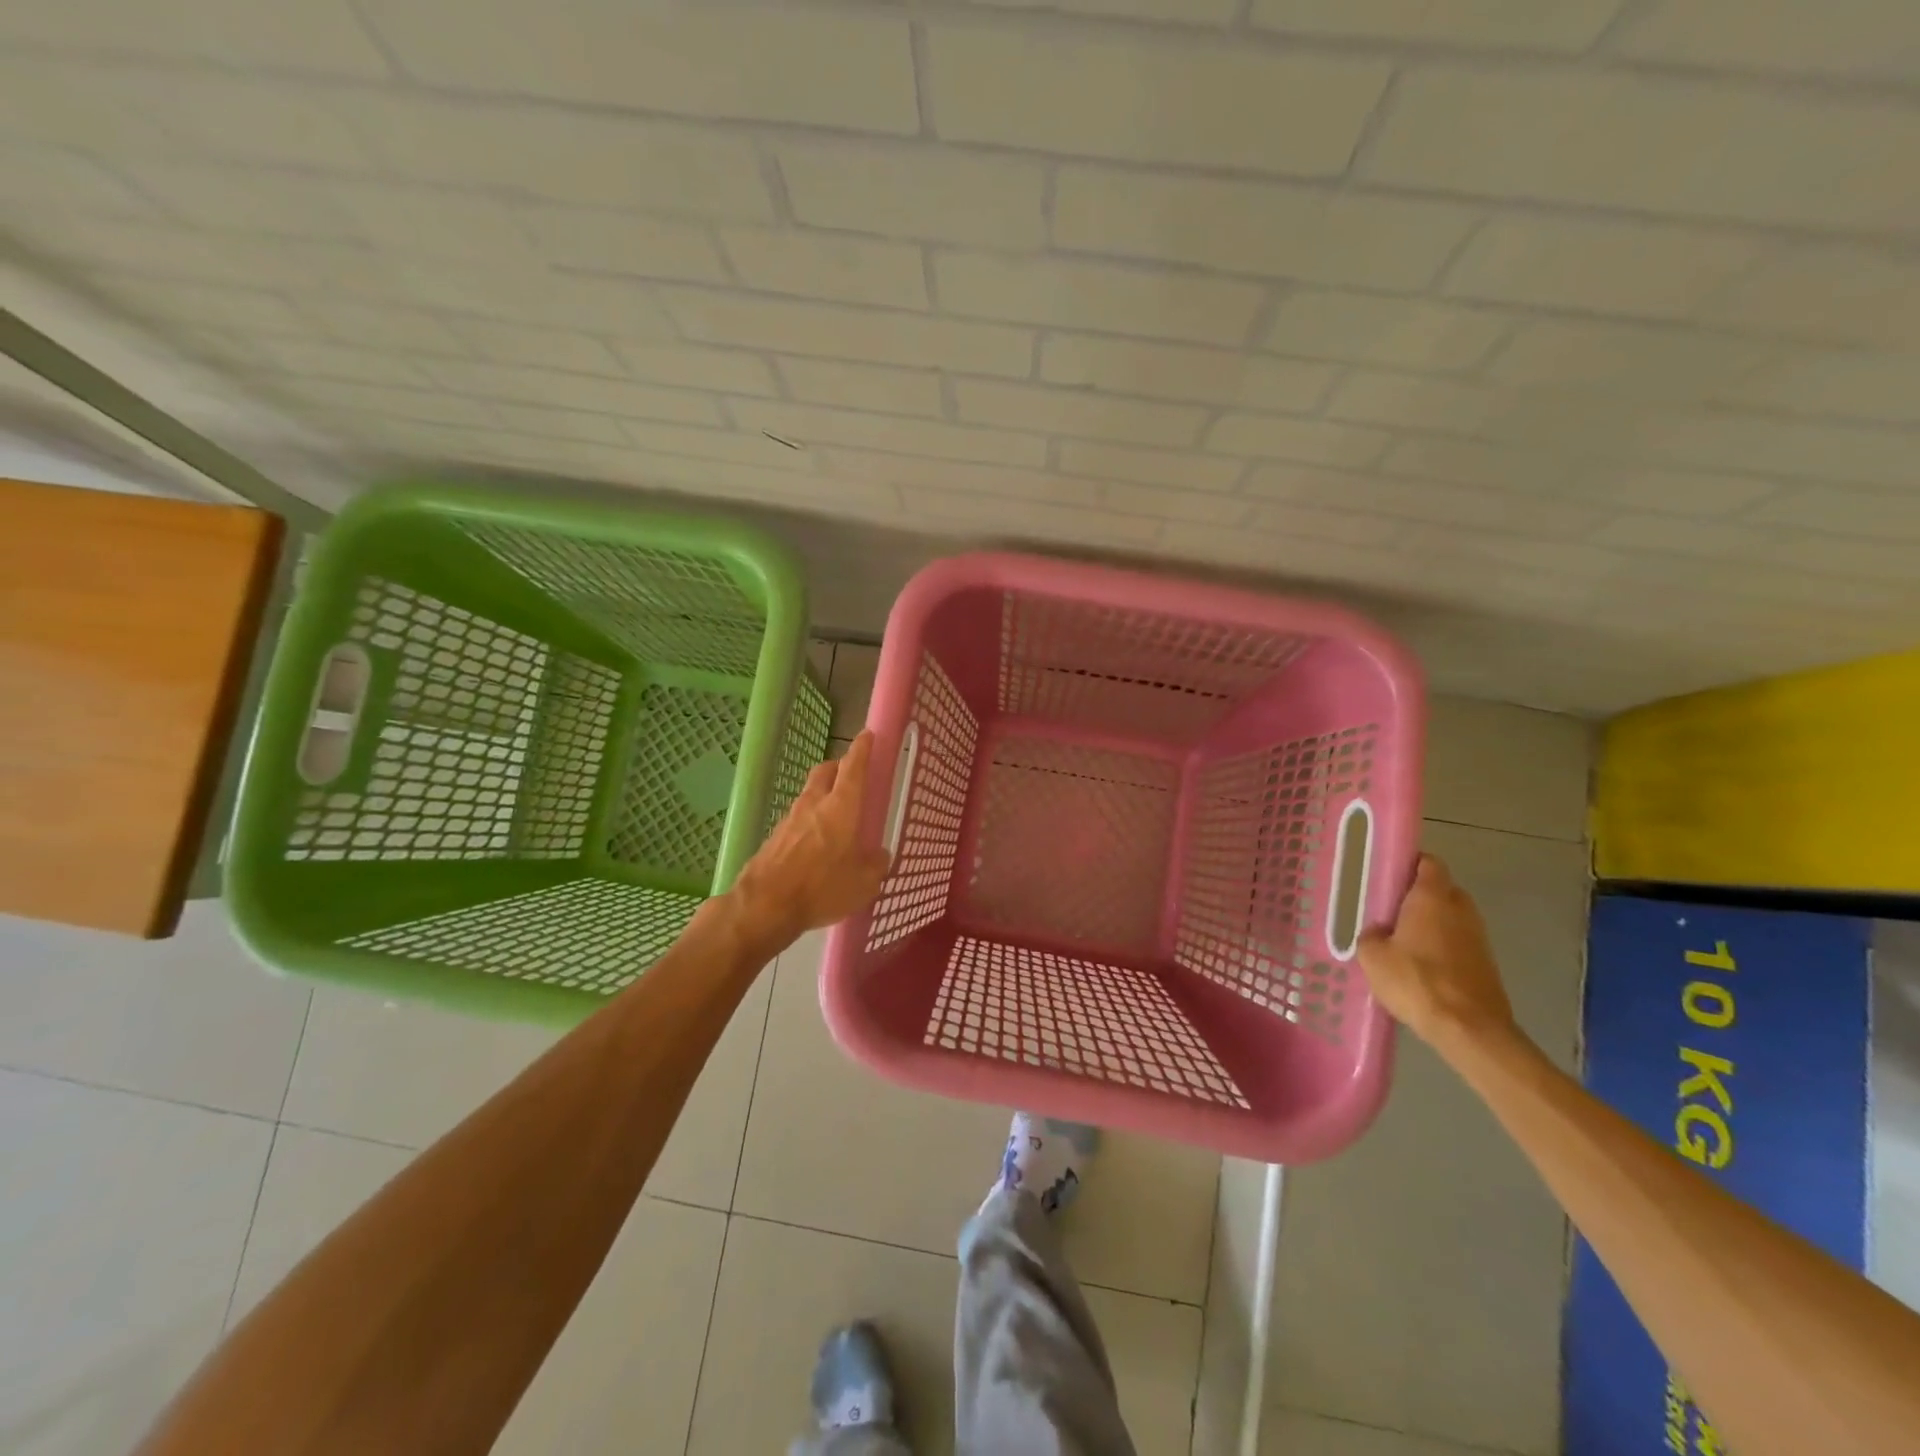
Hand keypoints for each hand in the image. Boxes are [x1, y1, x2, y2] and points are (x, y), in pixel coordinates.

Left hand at [725, 731, 891, 946]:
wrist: (765, 905)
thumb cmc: (822, 887)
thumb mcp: (864, 883)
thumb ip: (876, 865)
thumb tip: (880, 856)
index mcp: (841, 806)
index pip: (853, 767)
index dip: (862, 749)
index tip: (867, 735)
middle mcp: (814, 804)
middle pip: (826, 771)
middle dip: (839, 766)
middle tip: (852, 774)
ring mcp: (790, 819)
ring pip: (810, 794)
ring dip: (823, 795)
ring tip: (837, 815)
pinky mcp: (775, 838)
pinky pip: (797, 820)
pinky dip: (810, 822)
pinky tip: (816, 844)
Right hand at [1356, 854, 1514, 1049]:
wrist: (1469, 1029)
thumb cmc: (1416, 981)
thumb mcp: (1372, 956)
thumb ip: (1371, 935)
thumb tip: (1379, 933)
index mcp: (1433, 896)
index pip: (1428, 862)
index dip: (1409, 863)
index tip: (1387, 875)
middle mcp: (1460, 908)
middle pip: (1440, 889)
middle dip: (1417, 895)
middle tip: (1388, 910)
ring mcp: (1478, 936)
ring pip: (1449, 917)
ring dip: (1430, 923)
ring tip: (1400, 941)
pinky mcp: (1485, 962)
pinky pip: (1457, 941)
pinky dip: (1440, 946)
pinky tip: (1419, 966)